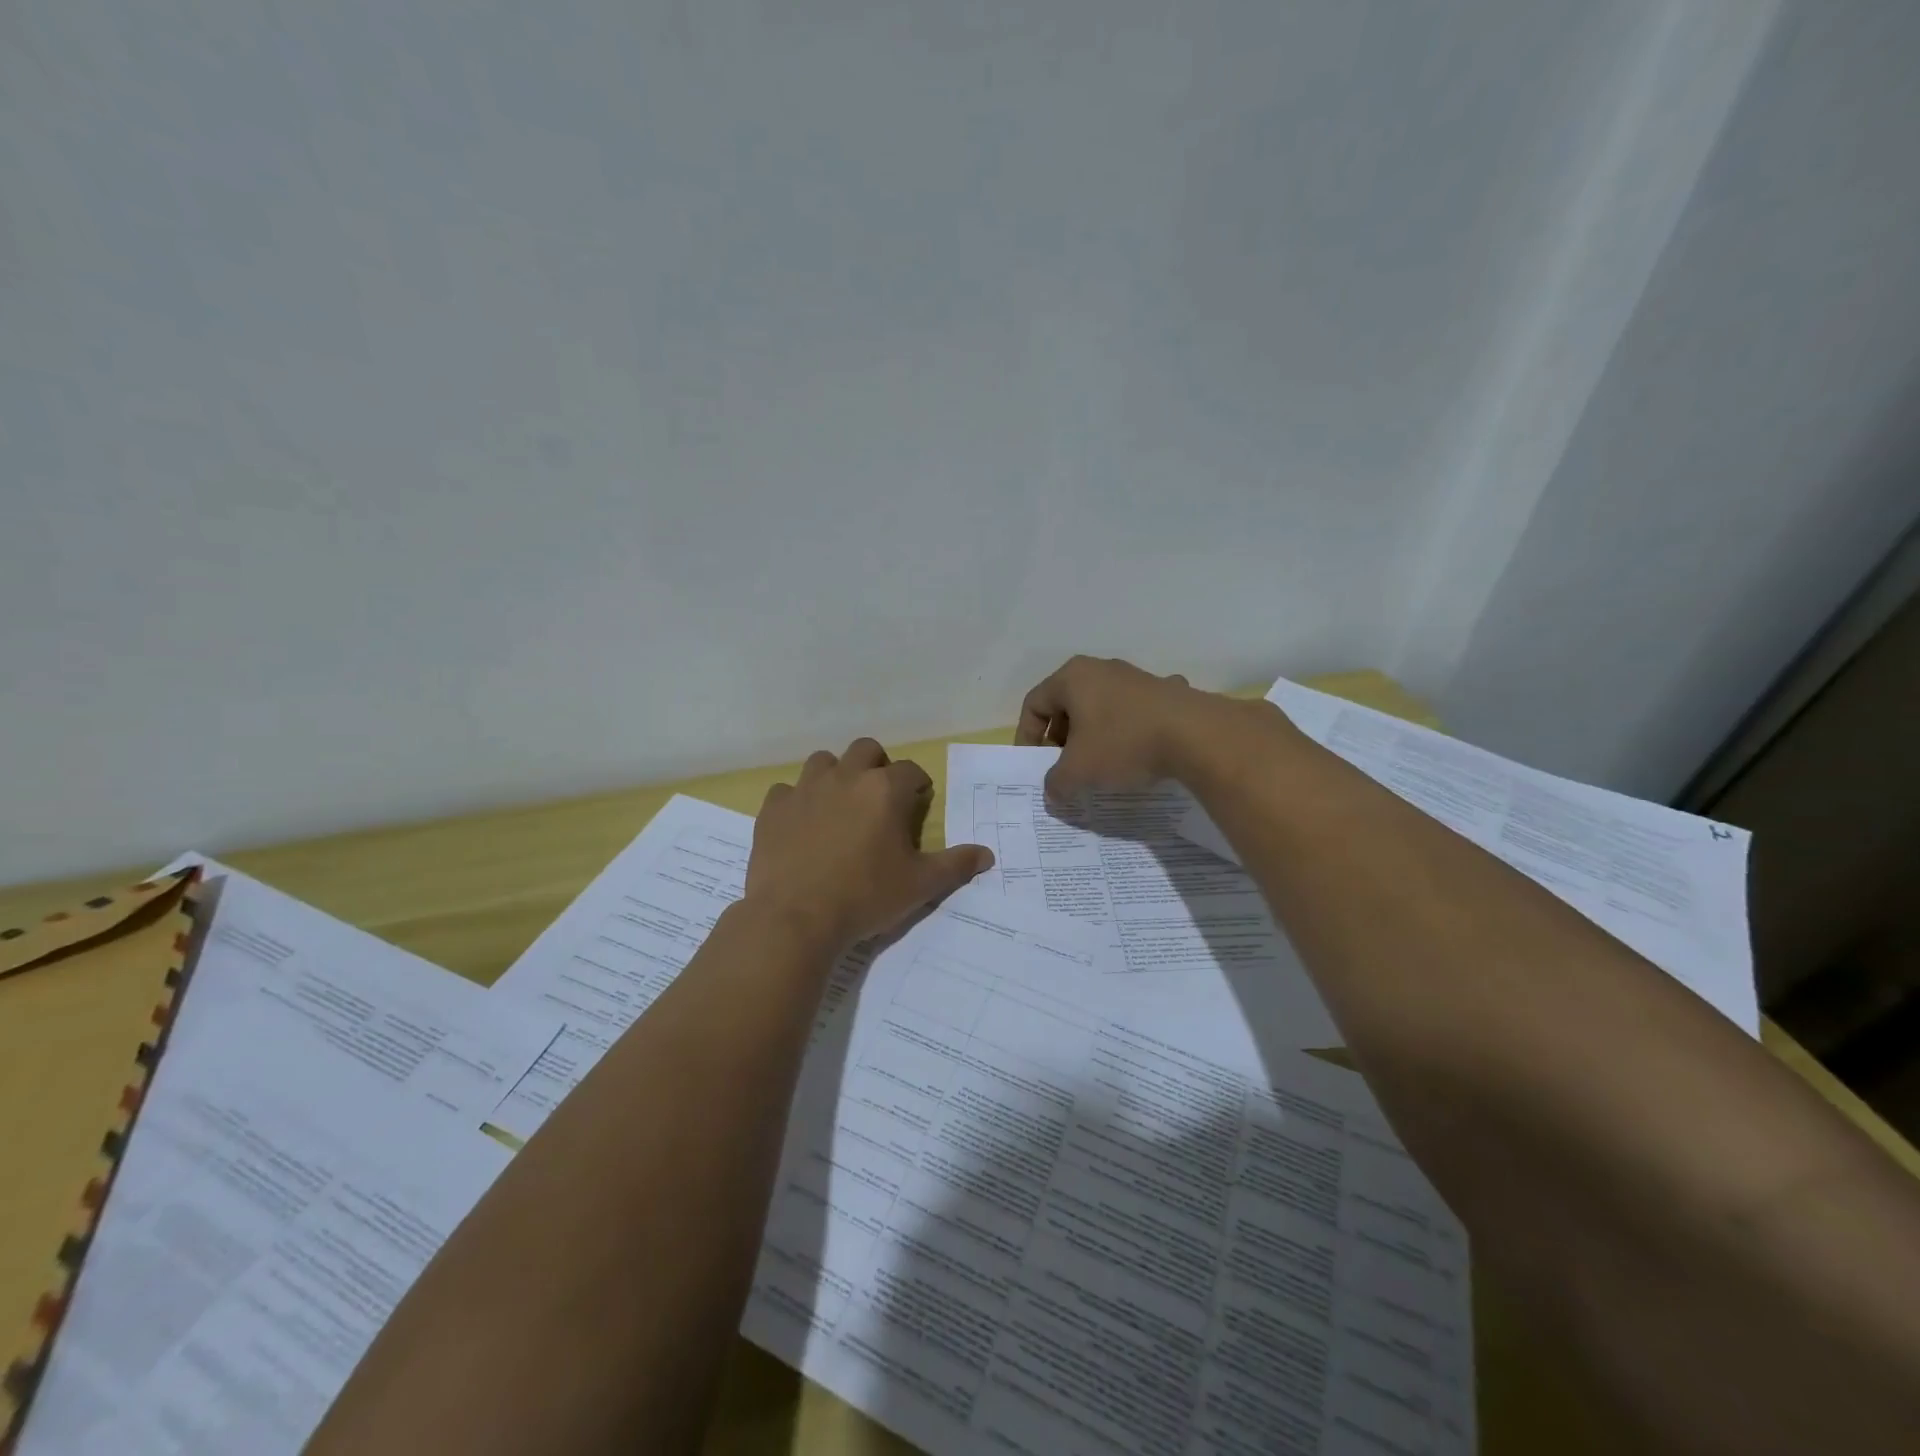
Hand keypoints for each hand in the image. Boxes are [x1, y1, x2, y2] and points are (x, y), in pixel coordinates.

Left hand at [745, 738, 994, 954]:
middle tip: (880, 798)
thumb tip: (988, 855)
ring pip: (823, 762)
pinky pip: (787, 791)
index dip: (918, 784)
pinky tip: (802, 825)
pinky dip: (797, 801)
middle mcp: (845, 777)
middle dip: (877, 766)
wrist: (796, 918)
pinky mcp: (774, 808)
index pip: (911, 770)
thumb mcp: (920, 885)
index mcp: (884, 789)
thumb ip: (956, 865)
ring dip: (836, 775)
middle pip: (866, 750)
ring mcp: (805, 789)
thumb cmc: (866, 896)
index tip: (919, 802)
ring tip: (840, 805)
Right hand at [1015, 655, 1221, 798]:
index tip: (1035, 766)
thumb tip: (1053, 792)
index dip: (1027, 737)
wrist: (1197, 735)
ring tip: (1100, 767)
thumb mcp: (1078, 772)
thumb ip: (1056, 783)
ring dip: (1093, 737)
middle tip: (1065, 768)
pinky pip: (1133, 713)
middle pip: (1067, 705)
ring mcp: (1136, 677)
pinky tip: (1138, 754)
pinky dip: (1128, 733)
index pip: (1034, 704)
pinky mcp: (1165, 692)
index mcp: (1072, 678)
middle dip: (1060, 739)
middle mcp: (1101, 669)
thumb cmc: (1123, 744)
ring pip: (1101, 708)